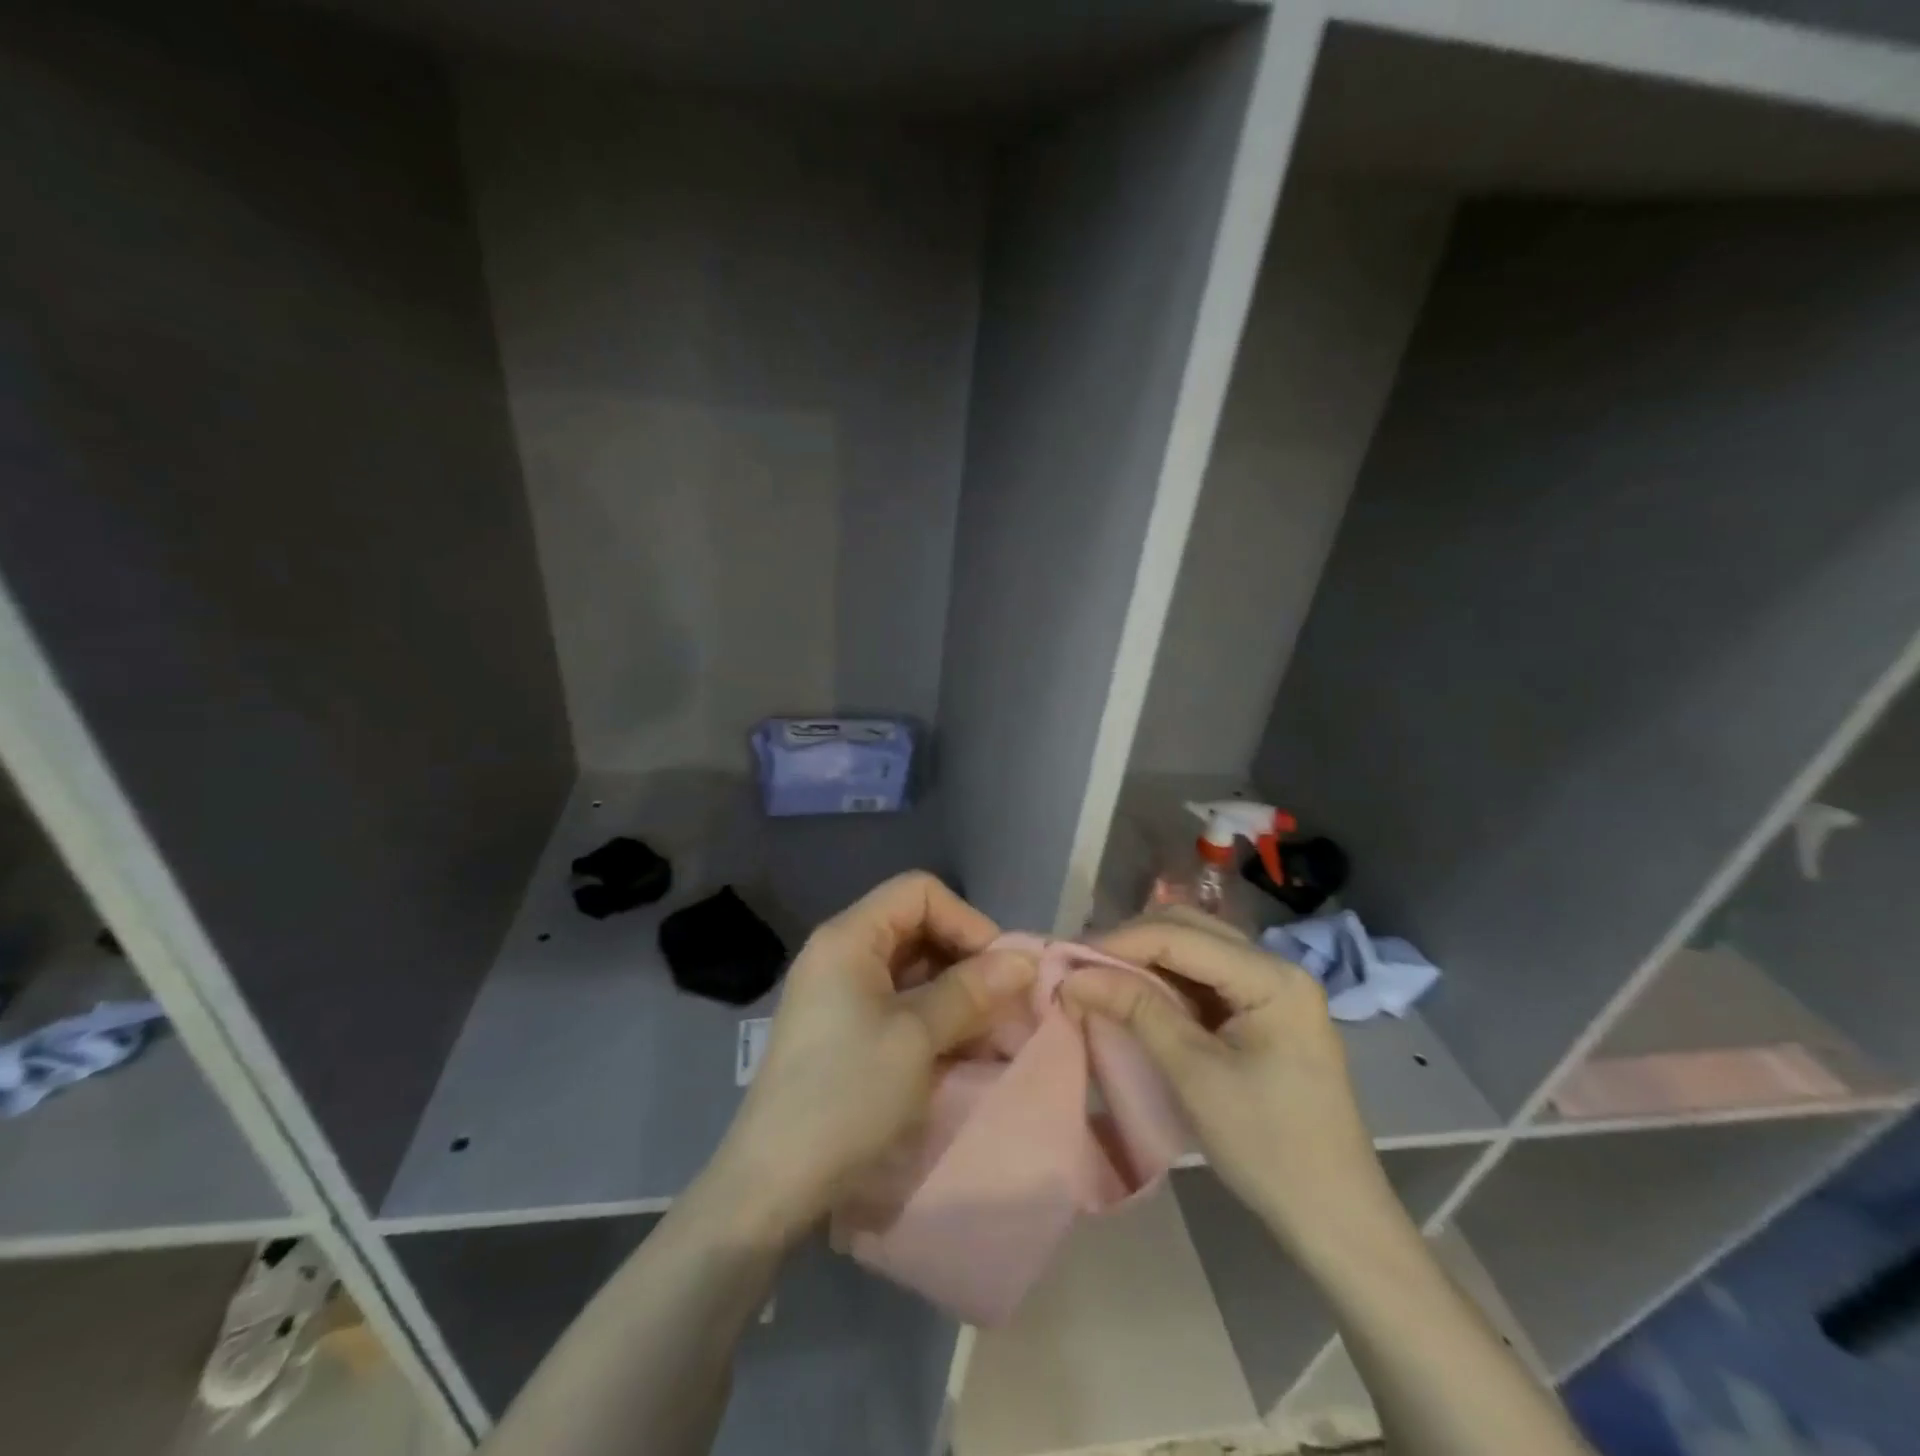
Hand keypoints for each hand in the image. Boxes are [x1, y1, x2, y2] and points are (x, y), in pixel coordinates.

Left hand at [708, 873, 1035, 1243]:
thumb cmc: (847, 1095)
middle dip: (968, 960)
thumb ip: (971, 990)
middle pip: (918, 927)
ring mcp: (841, 994)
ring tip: (994, 1033)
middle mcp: (842, 954)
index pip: (919, 892)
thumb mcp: (917, 1037)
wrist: (773, 1184)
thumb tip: (1024, 959)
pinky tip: (964, 1050)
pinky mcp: (845, 1031)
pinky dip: (936, 1018)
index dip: (966, 920)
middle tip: (1007, 1003)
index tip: (1001, 968)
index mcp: (849, 937)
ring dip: (958, 993)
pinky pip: (900, 1004)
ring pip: (914, 969)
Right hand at [1062, 909, 1399, 1256]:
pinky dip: (1165, 983)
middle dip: (1131, 944)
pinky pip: (1204, 980)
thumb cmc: (1269, 1147)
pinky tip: (1135, 996)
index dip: (1120, 942)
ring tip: (1099, 978)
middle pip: (1190, 930)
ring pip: (1194, 951)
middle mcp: (1276, 968)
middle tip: (1081, 967)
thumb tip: (1074, 976)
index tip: (1067, 959)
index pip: (1181, 935)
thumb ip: (1136, 1010)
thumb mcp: (1194, 1074)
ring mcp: (1272, 990)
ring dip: (1145, 961)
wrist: (1335, 1219)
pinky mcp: (1263, 1013)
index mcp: (1272, 976)